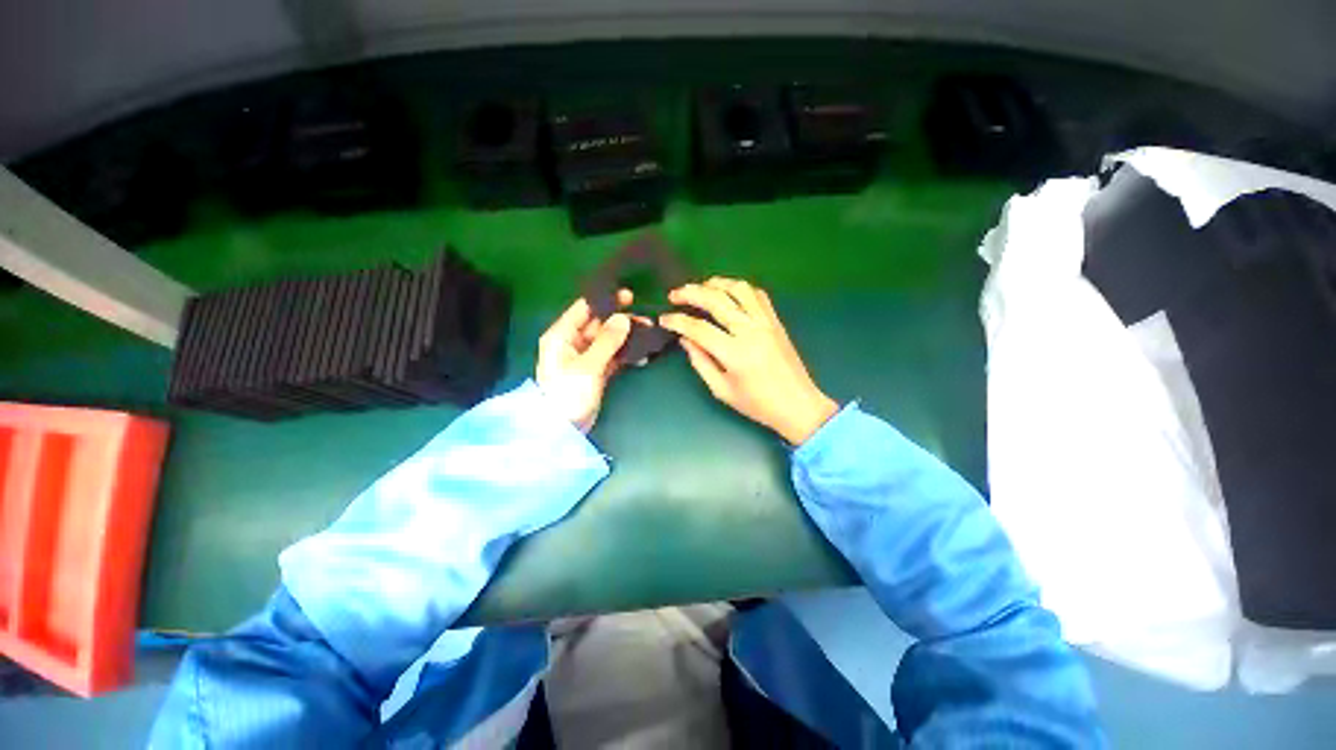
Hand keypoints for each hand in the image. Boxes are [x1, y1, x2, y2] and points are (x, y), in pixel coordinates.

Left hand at [536, 291, 633, 431]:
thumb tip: (623, 318)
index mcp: (562, 335)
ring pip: (608, 340)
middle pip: (599, 324)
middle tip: (646, 319)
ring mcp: (585, 357)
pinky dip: (626, 355)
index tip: (628, 295)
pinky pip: (612, 357)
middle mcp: (572, 342)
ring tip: (648, 335)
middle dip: (621, 321)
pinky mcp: (595, 371)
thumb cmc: (568, 394)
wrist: (563, 430)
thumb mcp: (587, 366)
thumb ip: (607, 341)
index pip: (583, 309)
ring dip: (626, 338)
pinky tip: (643, 355)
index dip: (605, 301)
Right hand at [660, 278, 837, 445]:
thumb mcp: (722, 390)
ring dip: (715, 283)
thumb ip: (700, 362)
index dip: (677, 321)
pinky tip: (728, 294)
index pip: (698, 328)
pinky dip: (739, 289)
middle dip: (690, 293)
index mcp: (735, 354)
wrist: (798, 405)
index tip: (664, 318)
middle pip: (716, 300)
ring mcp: (766, 322)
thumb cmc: (757, 404)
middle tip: (674, 295)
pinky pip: (757, 295)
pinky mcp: (776, 321)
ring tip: (700, 287)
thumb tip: (685, 339)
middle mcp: (750, 331)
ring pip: (738, 289)